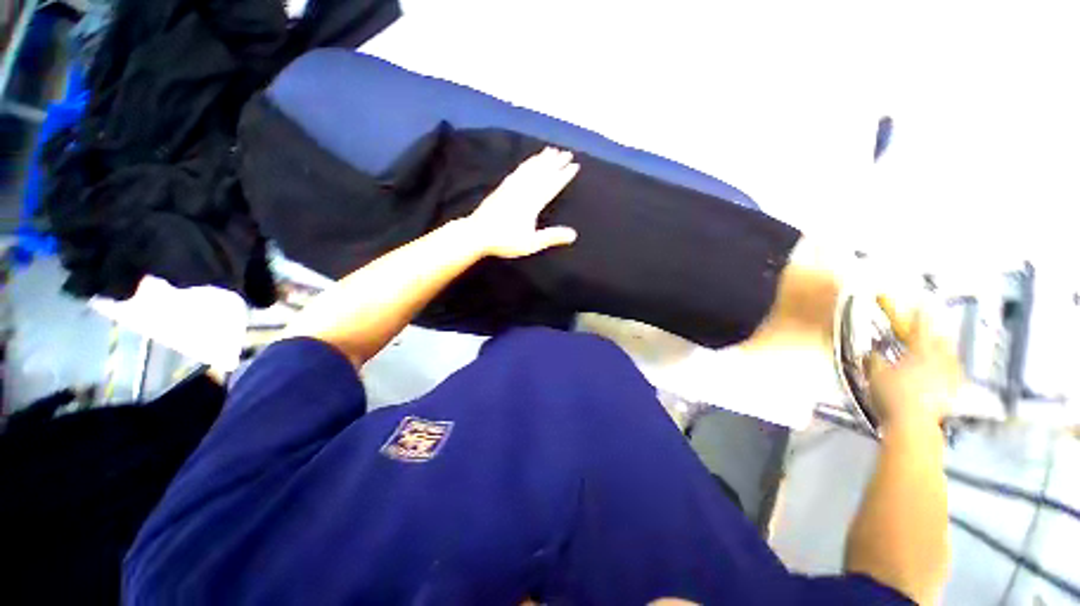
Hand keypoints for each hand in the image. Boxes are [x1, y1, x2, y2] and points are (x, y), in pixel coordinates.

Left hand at [466, 147, 579, 258]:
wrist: (477, 233)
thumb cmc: (505, 241)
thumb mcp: (531, 243)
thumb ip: (551, 237)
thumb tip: (573, 234)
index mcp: (532, 203)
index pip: (552, 185)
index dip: (564, 175)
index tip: (575, 165)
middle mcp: (523, 190)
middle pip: (542, 172)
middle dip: (556, 162)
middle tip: (567, 152)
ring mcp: (511, 187)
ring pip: (530, 168)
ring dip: (541, 159)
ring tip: (550, 150)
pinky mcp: (502, 188)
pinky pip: (518, 171)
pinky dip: (526, 164)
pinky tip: (527, 162)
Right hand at [867, 296, 960, 430]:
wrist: (914, 422)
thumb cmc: (892, 394)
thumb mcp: (875, 374)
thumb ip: (873, 360)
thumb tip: (870, 351)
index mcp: (919, 353)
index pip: (919, 328)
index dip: (919, 315)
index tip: (920, 303)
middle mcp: (938, 361)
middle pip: (941, 341)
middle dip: (937, 333)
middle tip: (933, 329)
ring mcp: (948, 377)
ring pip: (951, 357)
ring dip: (946, 350)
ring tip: (943, 348)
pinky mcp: (952, 392)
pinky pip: (955, 375)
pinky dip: (952, 370)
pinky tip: (950, 373)